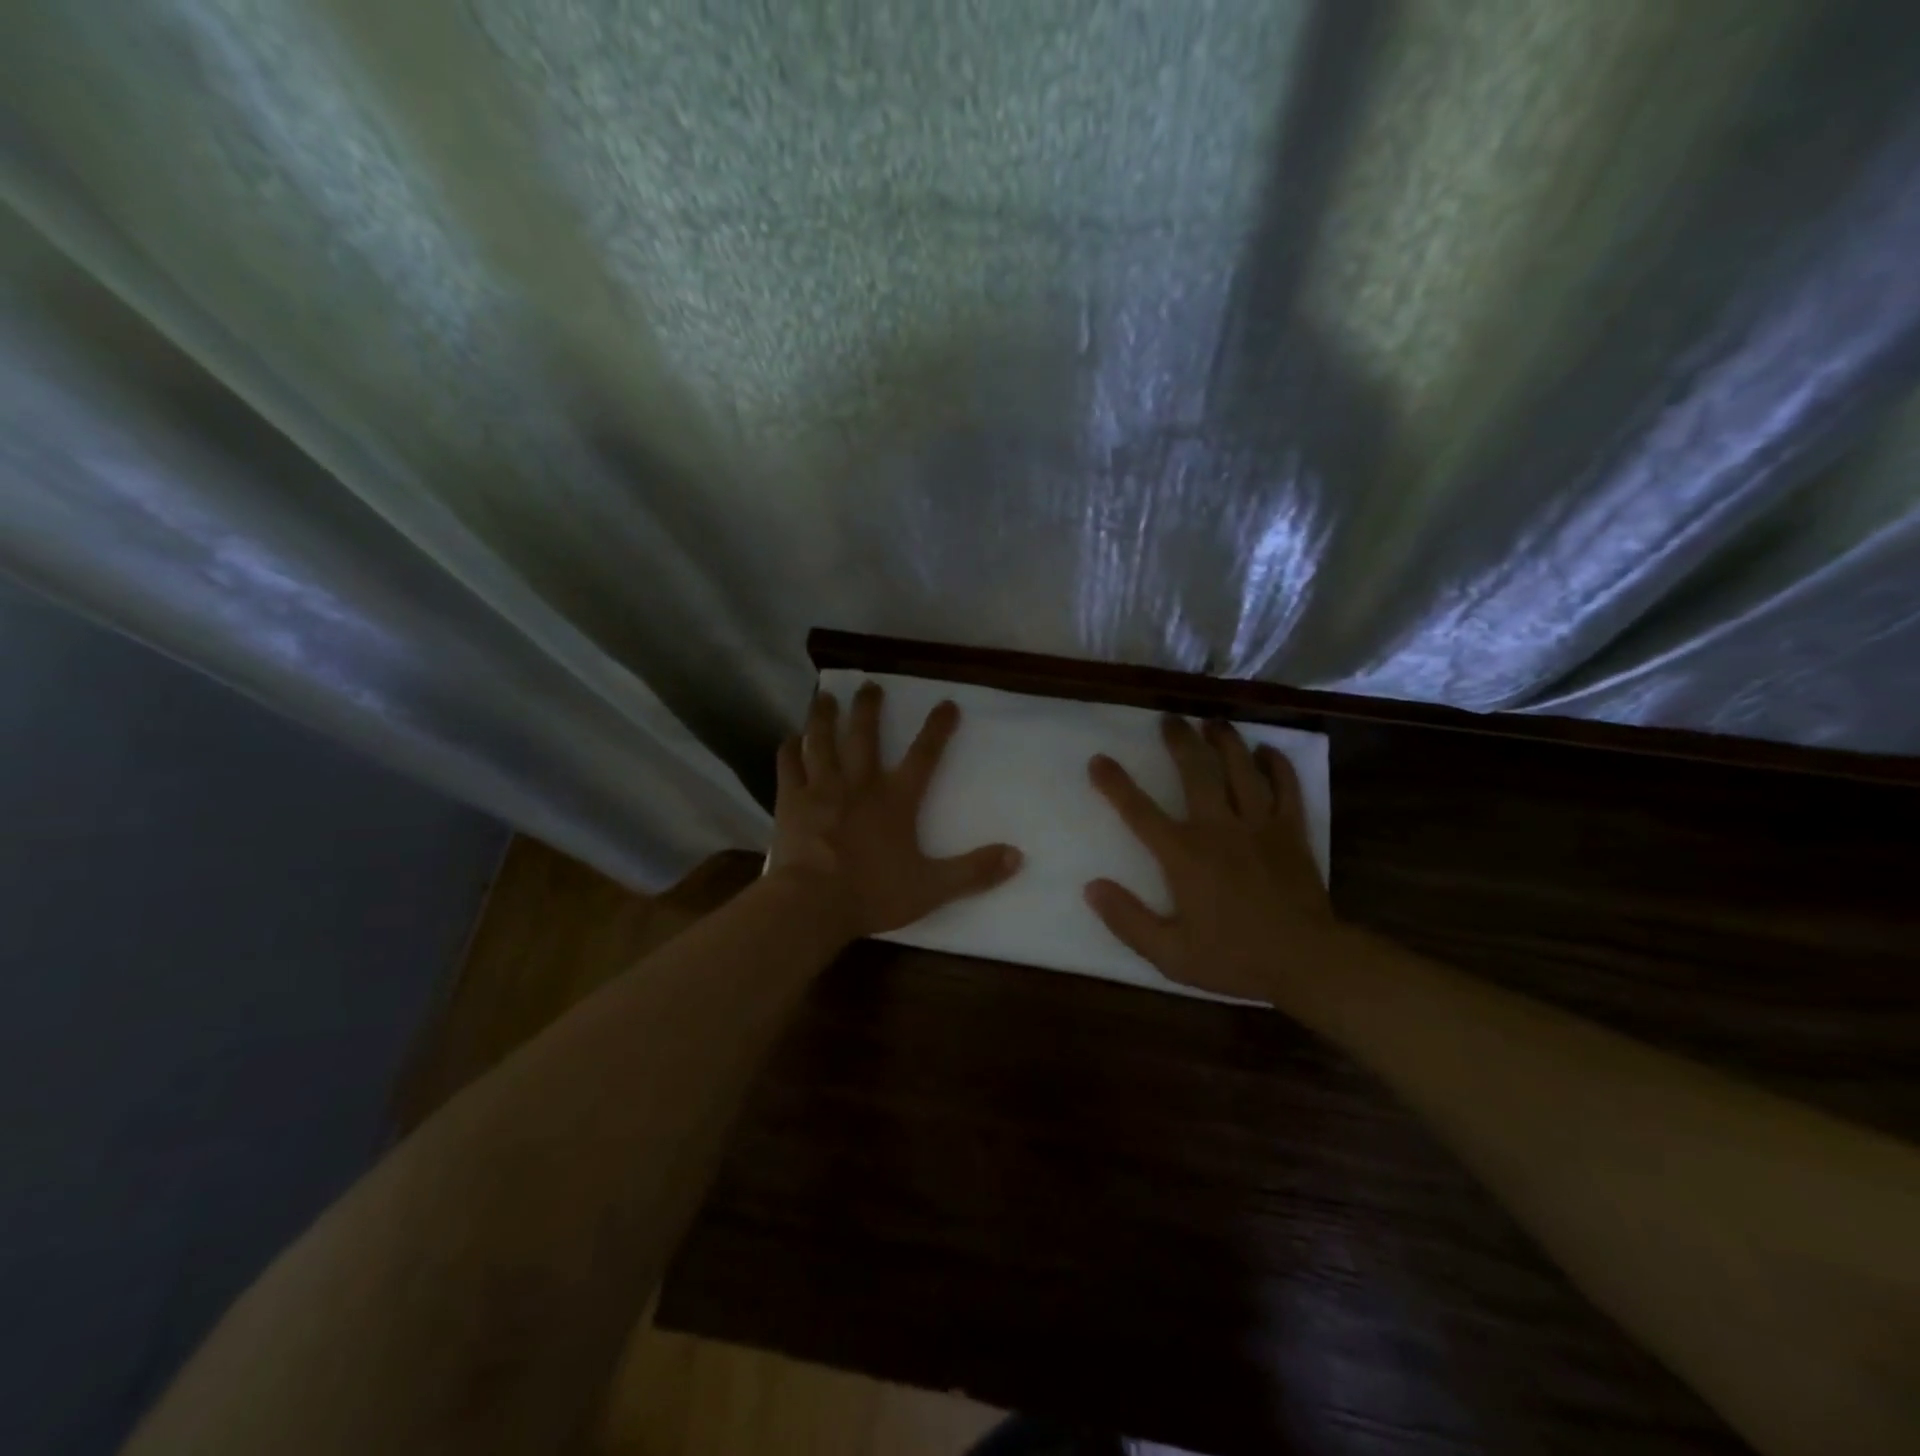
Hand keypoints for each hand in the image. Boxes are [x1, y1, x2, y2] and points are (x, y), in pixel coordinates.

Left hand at [768, 683, 1023, 940]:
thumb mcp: (932, 887)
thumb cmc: (873, 893)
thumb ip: (974, 871)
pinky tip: (790, 739)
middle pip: (864, 735)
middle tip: (869, 685)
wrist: (812, 904)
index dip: (938, 728)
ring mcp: (821, 789)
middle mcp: (859, 783)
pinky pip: (789, 765)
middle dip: (869, 707)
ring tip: (824, 697)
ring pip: (822, 741)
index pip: (924, 755)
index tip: (947, 704)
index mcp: (896, 799)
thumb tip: (1018, 856)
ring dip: (824, 716)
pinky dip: (790, 749)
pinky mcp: (792, 801)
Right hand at [1084, 716, 1337, 1000]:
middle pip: (1196, 771)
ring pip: (1241, 769)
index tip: (1099, 760)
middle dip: (1179, 741)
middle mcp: (1218, 828)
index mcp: (1184, 855)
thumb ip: (1127, 920)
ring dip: (1225, 741)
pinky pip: (1286, 787)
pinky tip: (1266, 751)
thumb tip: (1092, 887)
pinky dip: (1276, 765)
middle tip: (1169, 719)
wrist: (1307, 962)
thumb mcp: (1169, 954)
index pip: (1140, 811)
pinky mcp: (1291, 831)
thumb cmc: (1234, 958)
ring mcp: (1259, 825)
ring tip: (1212, 722)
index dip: (1115, 783)